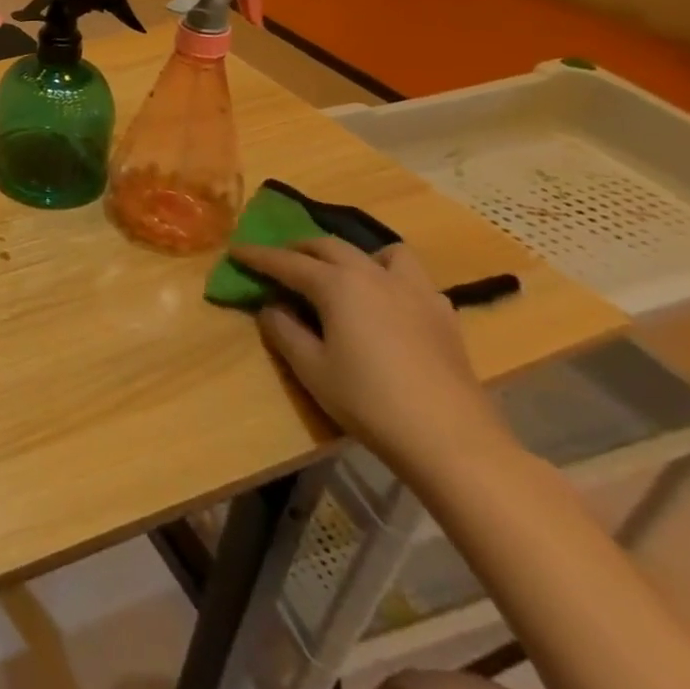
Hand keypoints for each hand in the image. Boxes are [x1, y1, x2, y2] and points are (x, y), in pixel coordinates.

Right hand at [233, 238, 513, 478]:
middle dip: (300, 249)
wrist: (453, 441)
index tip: (235, 251)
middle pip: (330, 247)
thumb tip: (271, 307)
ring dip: (354, 255)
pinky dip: (391, 279)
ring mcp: (415, 293)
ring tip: (342, 274)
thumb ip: (284, 331)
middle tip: (280, 262)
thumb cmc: (370, 402)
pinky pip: (413, 279)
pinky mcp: (443, 316)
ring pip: (381, 252)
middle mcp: (374, 276)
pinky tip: (386, 304)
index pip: (286, 262)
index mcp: (337, 285)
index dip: (258, 256)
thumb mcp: (311, 368)